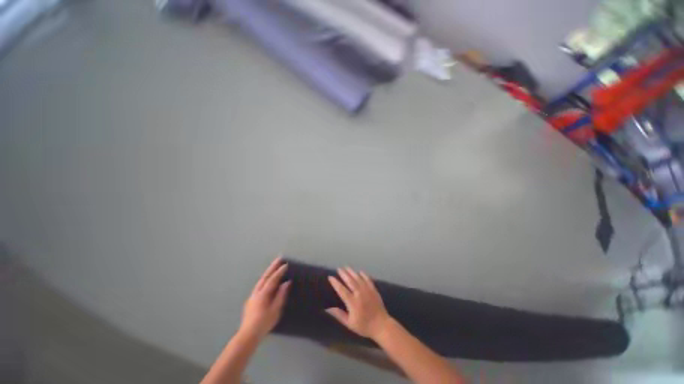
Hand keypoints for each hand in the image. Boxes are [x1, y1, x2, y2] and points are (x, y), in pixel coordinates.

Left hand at [240, 257, 290, 338]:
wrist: (248, 334)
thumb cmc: (264, 323)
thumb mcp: (276, 310)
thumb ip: (281, 295)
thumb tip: (287, 283)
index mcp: (263, 294)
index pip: (273, 279)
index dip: (279, 272)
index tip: (286, 264)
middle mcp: (256, 292)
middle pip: (265, 276)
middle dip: (272, 267)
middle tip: (279, 259)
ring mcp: (252, 296)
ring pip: (261, 280)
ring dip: (268, 272)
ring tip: (274, 266)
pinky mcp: (251, 300)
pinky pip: (259, 285)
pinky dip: (265, 279)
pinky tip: (267, 280)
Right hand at [326, 267, 390, 338]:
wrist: (381, 325)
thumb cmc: (364, 326)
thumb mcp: (349, 324)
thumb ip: (339, 315)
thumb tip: (328, 308)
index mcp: (352, 302)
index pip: (342, 290)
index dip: (335, 283)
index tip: (330, 277)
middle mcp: (359, 294)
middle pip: (350, 281)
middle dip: (343, 274)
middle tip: (339, 268)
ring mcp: (367, 290)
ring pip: (358, 278)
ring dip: (352, 272)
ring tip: (346, 267)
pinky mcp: (374, 289)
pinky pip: (367, 279)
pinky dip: (363, 274)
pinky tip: (360, 271)